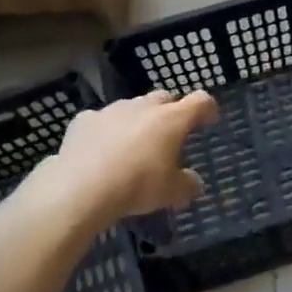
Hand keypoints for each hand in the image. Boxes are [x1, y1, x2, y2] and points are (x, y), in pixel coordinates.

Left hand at [46, 91, 219, 220]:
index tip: (210, 118)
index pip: (199, 101)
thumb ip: (187, 185)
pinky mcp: (85, 119)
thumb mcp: (171, 193)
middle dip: (170, 111)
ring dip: (137, 120)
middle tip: (170, 132)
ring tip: (134, 143)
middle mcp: (144, 107)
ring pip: (132, 107)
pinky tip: (101, 149)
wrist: (82, 187)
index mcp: (171, 120)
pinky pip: (102, 120)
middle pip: (164, 98)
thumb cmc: (137, 185)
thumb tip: (195, 183)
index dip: (207, 108)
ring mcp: (112, 110)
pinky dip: (106, 130)